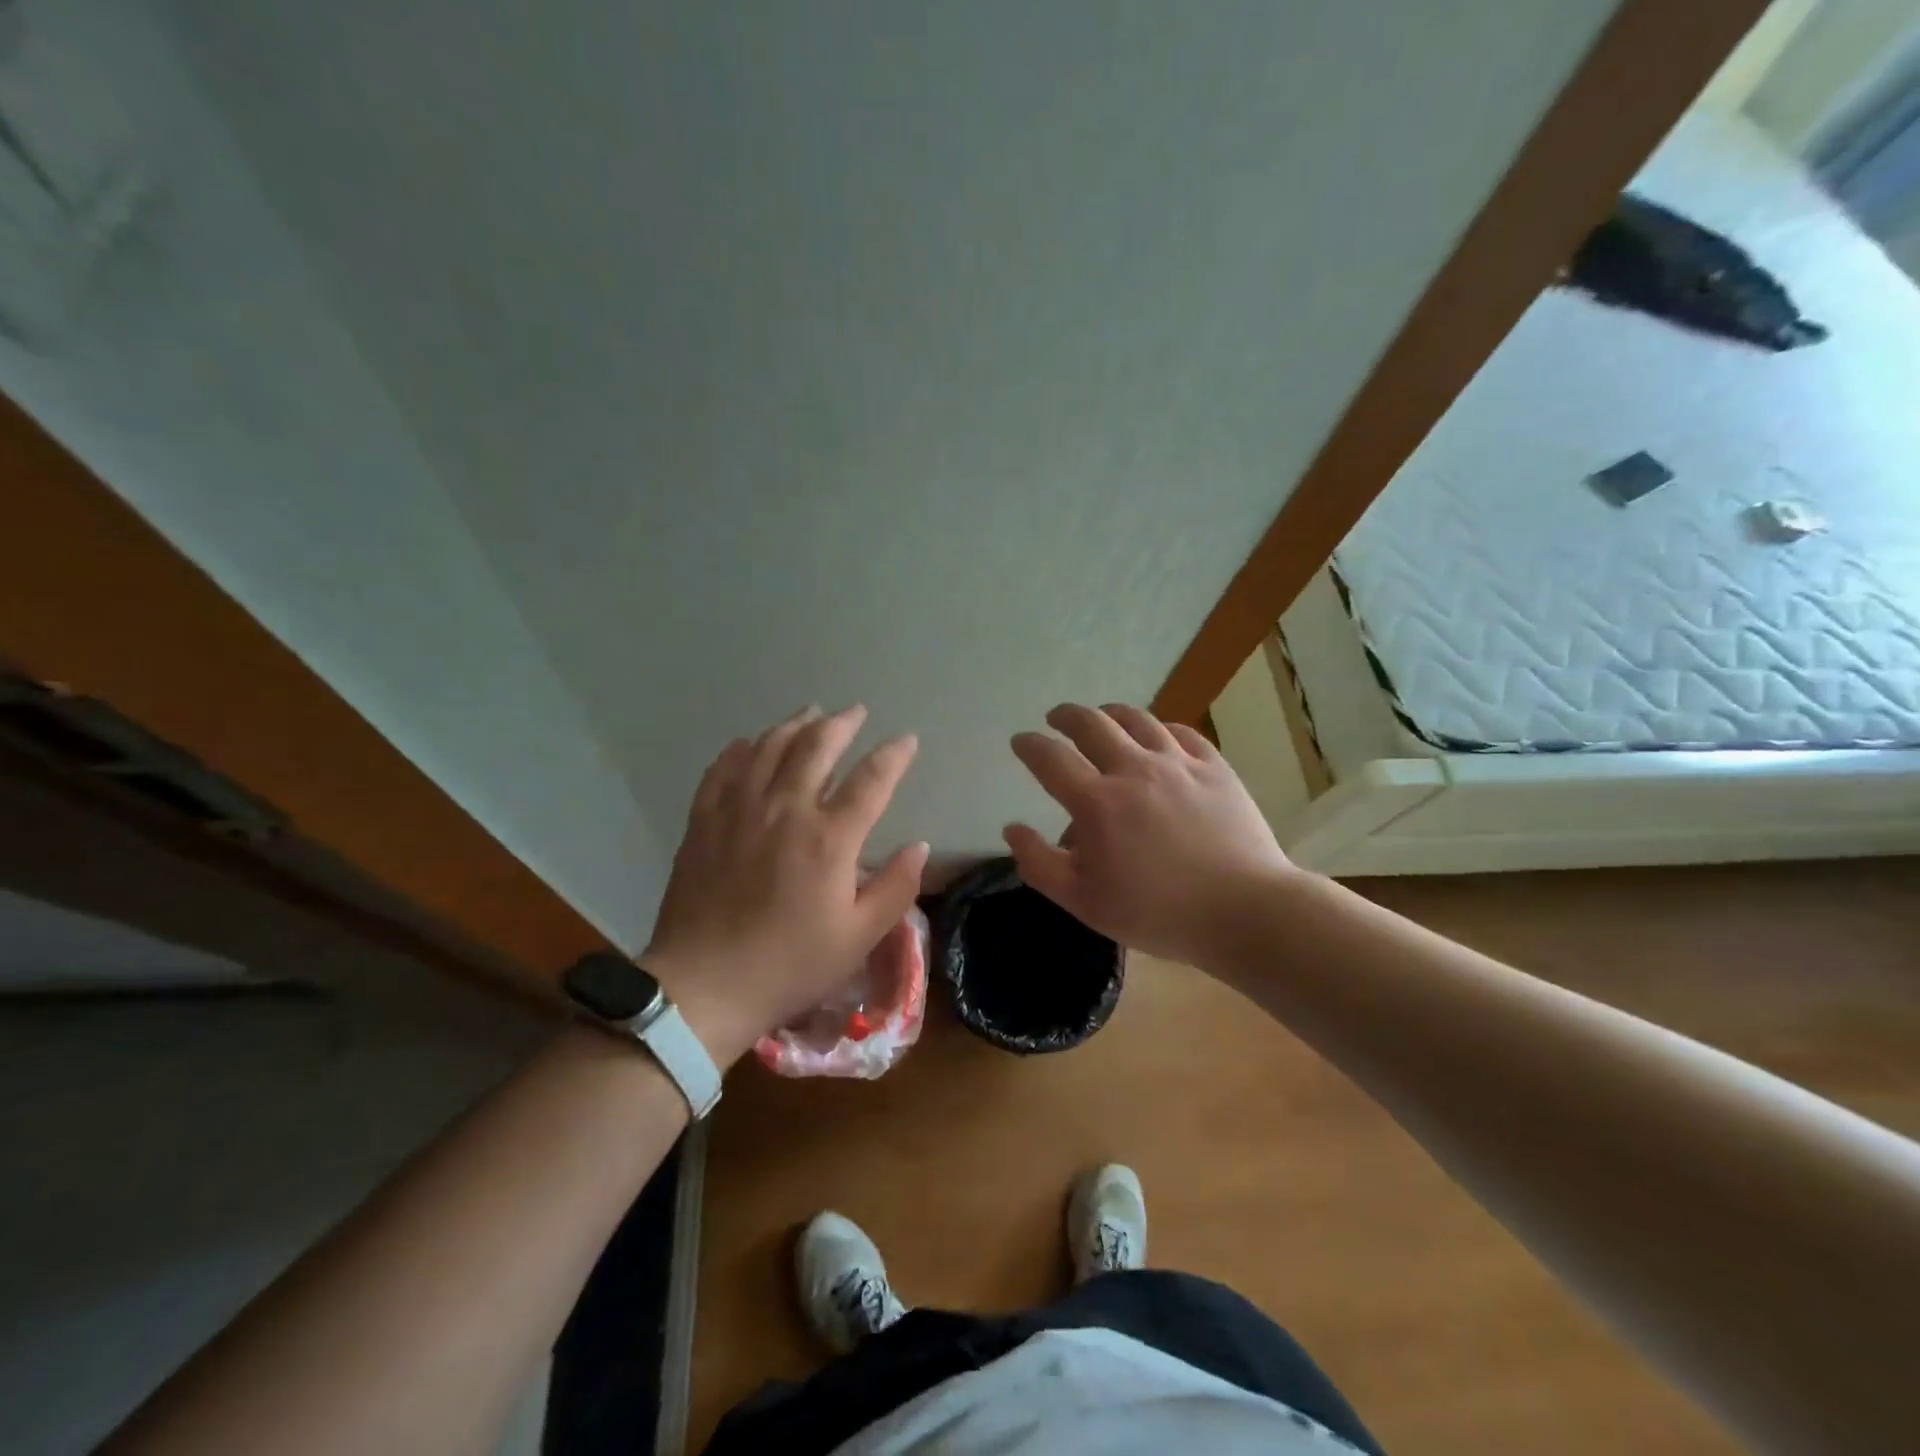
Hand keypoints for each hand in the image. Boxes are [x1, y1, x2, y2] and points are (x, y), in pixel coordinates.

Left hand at [644, 705, 928, 1066]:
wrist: (703, 986)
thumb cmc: (789, 966)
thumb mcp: (858, 938)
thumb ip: (895, 888)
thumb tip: (919, 846)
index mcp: (829, 839)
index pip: (871, 780)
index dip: (894, 755)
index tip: (907, 740)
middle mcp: (785, 809)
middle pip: (817, 746)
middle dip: (842, 724)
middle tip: (857, 712)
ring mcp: (740, 810)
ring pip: (771, 747)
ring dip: (796, 724)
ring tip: (811, 712)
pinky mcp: (705, 820)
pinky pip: (724, 767)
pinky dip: (743, 747)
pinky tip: (752, 742)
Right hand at [1004, 703, 1298, 966]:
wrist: (1245, 911)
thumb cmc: (1158, 913)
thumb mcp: (1085, 903)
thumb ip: (1040, 864)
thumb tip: (1012, 829)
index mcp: (1097, 802)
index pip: (1050, 758)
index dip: (1029, 745)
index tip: (1020, 741)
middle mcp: (1133, 769)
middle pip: (1091, 723)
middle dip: (1066, 716)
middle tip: (1056, 719)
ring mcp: (1178, 763)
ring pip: (1136, 719)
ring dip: (1110, 713)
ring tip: (1102, 717)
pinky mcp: (1214, 767)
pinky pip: (1180, 731)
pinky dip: (1158, 727)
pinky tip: (1156, 734)